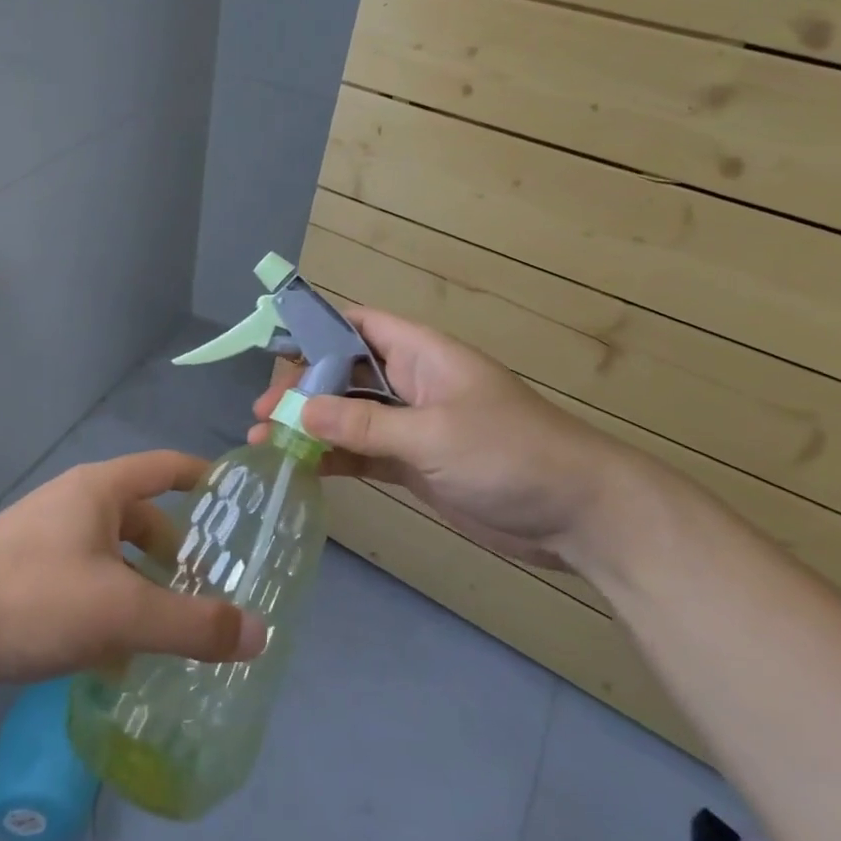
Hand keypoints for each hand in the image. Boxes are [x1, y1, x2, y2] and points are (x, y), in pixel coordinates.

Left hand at [0, 451, 266, 689]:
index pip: (166, 467)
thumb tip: (259, 632)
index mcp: (100, 490)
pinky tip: (119, 659)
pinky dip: (110, 609)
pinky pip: (85, 583)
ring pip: (112, 556)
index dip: (203, 477)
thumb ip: (192, 624)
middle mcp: (75, 504)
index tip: (237, 501)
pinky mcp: (26, 576)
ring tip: (173, 630)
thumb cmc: (34, 598)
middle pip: (141, 517)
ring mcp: (46, 539)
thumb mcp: (123, 612)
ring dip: (143, 586)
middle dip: (175, 551)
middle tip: (210, 589)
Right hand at [251, 307, 632, 568]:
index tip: (272, 349)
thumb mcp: (432, 434)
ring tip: (264, 441)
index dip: (314, 329)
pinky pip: (361, 451)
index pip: (356, 325)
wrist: (578, 515)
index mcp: (419, 354)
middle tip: (261, 414)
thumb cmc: (508, 454)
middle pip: (342, 372)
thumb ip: (364, 423)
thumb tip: (299, 411)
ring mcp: (410, 424)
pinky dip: (331, 457)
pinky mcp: (413, 463)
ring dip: (308, 426)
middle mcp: (409, 382)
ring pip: (347, 415)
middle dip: (300, 389)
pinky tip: (298, 467)